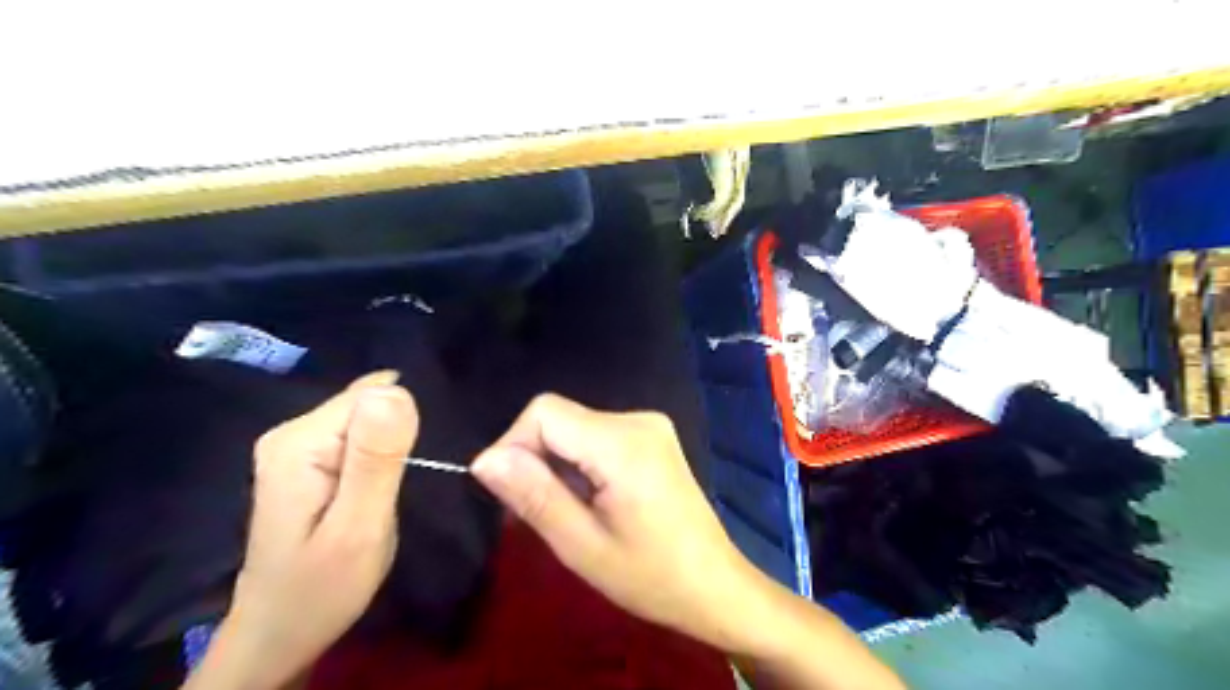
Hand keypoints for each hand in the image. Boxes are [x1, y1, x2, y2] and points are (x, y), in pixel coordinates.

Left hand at [185, 376, 417, 689]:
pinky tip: (384, 481)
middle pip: (369, 402)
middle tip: (403, 486)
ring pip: (368, 415)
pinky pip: (360, 432)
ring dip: (393, 444)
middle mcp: (292, 431)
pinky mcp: (308, 458)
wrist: (279, 633)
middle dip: (400, 433)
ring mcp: (297, 444)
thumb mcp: (359, 528)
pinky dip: (382, 451)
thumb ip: (376, 459)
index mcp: (300, 442)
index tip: (411, 470)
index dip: (403, 428)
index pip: (373, 396)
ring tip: (396, 486)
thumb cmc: (321, 589)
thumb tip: (395, 390)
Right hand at [471, 394, 758, 645]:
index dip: (514, 445)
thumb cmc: (651, 576)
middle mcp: (638, 419)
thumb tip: (484, 458)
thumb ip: (534, 495)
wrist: (715, 585)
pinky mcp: (653, 437)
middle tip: (538, 515)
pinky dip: (580, 464)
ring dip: (558, 466)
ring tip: (569, 513)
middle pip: (560, 418)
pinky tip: (591, 501)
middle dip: (536, 460)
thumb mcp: (582, 545)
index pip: (544, 412)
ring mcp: (649, 425)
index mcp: (623, 442)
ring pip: (575, 428)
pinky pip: (597, 436)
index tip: (511, 496)